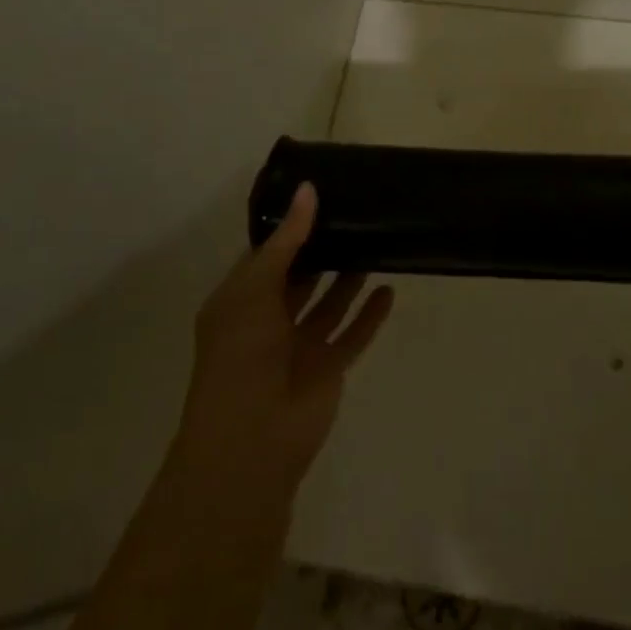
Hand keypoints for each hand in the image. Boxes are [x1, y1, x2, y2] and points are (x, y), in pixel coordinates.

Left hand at [171, 183, 394, 502]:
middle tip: (354, 212)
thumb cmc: (241, 354)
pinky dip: (370, 315)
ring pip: (329, 303)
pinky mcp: (328, 368)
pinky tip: (390, 289)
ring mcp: (300, 346)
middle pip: (300, 277)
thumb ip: (287, 240)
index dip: (290, 228)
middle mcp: (269, 320)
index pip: (267, 255)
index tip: (320, 195)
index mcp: (241, 301)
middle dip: (322, 249)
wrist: (252, 440)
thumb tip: (309, 189)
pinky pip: (353, 334)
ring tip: (374, 241)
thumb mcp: (256, 288)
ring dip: (348, 278)